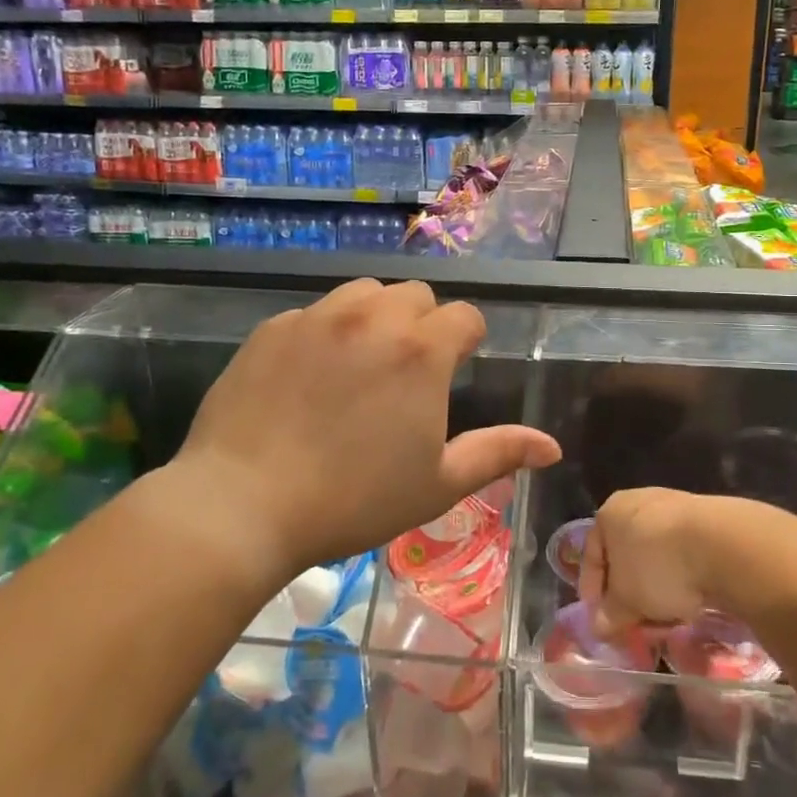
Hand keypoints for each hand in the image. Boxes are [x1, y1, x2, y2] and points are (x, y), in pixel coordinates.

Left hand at [171, 279, 560, 579]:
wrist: (243, 504)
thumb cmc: (353, 500)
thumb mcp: (436, 484)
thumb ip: (498, 453)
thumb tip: (552, 447)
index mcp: (421, 351)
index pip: (465, 317)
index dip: (466, 341)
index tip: (453, 372)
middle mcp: (373, 317)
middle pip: (415, 296)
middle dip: (422, 324)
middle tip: (406, 372)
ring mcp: (318, 317)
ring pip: (364, 293)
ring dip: (375, 316)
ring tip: (361, 362)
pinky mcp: (273, 327)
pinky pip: (314, 313)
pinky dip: (324, 332)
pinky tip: (308, 377)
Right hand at [580, 487, 743, 636]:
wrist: (722, 544)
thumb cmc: (657, 566)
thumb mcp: (626, 600)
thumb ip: (609, 614)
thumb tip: (599, 627)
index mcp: (610, 513)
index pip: (591, 556)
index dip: (593, 593)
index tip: (601, 622)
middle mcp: (638, 502)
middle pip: (625, 556)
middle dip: (628, 593)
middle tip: (634, 624)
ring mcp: (673, 507)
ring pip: (655, 556)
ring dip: (656, 587)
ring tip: (665, 618)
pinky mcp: (704, 519)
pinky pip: (682, 554)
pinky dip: (681, 578)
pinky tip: (690, 599)